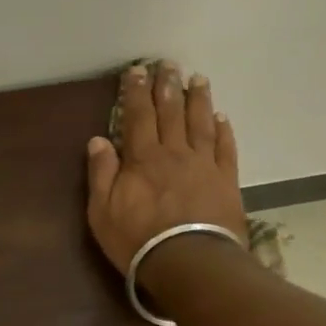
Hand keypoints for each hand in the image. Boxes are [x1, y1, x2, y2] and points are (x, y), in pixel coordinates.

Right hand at [86, 61, 246, 275]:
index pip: (137, 116)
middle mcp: (174, 152)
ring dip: (198, 99)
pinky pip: (225, 148)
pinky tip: (222, 117)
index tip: (136, 70)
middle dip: (167, 85)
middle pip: (171, 112)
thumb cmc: (139, 240)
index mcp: (142, 158)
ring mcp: (203, 165)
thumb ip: (101, 174)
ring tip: (197, 78)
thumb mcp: (103, 212)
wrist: (190, 262)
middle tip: (168, 63)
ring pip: (201, 123)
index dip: (135, 91)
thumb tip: (98, 140)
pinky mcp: (226, 180)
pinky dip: (223, 130)